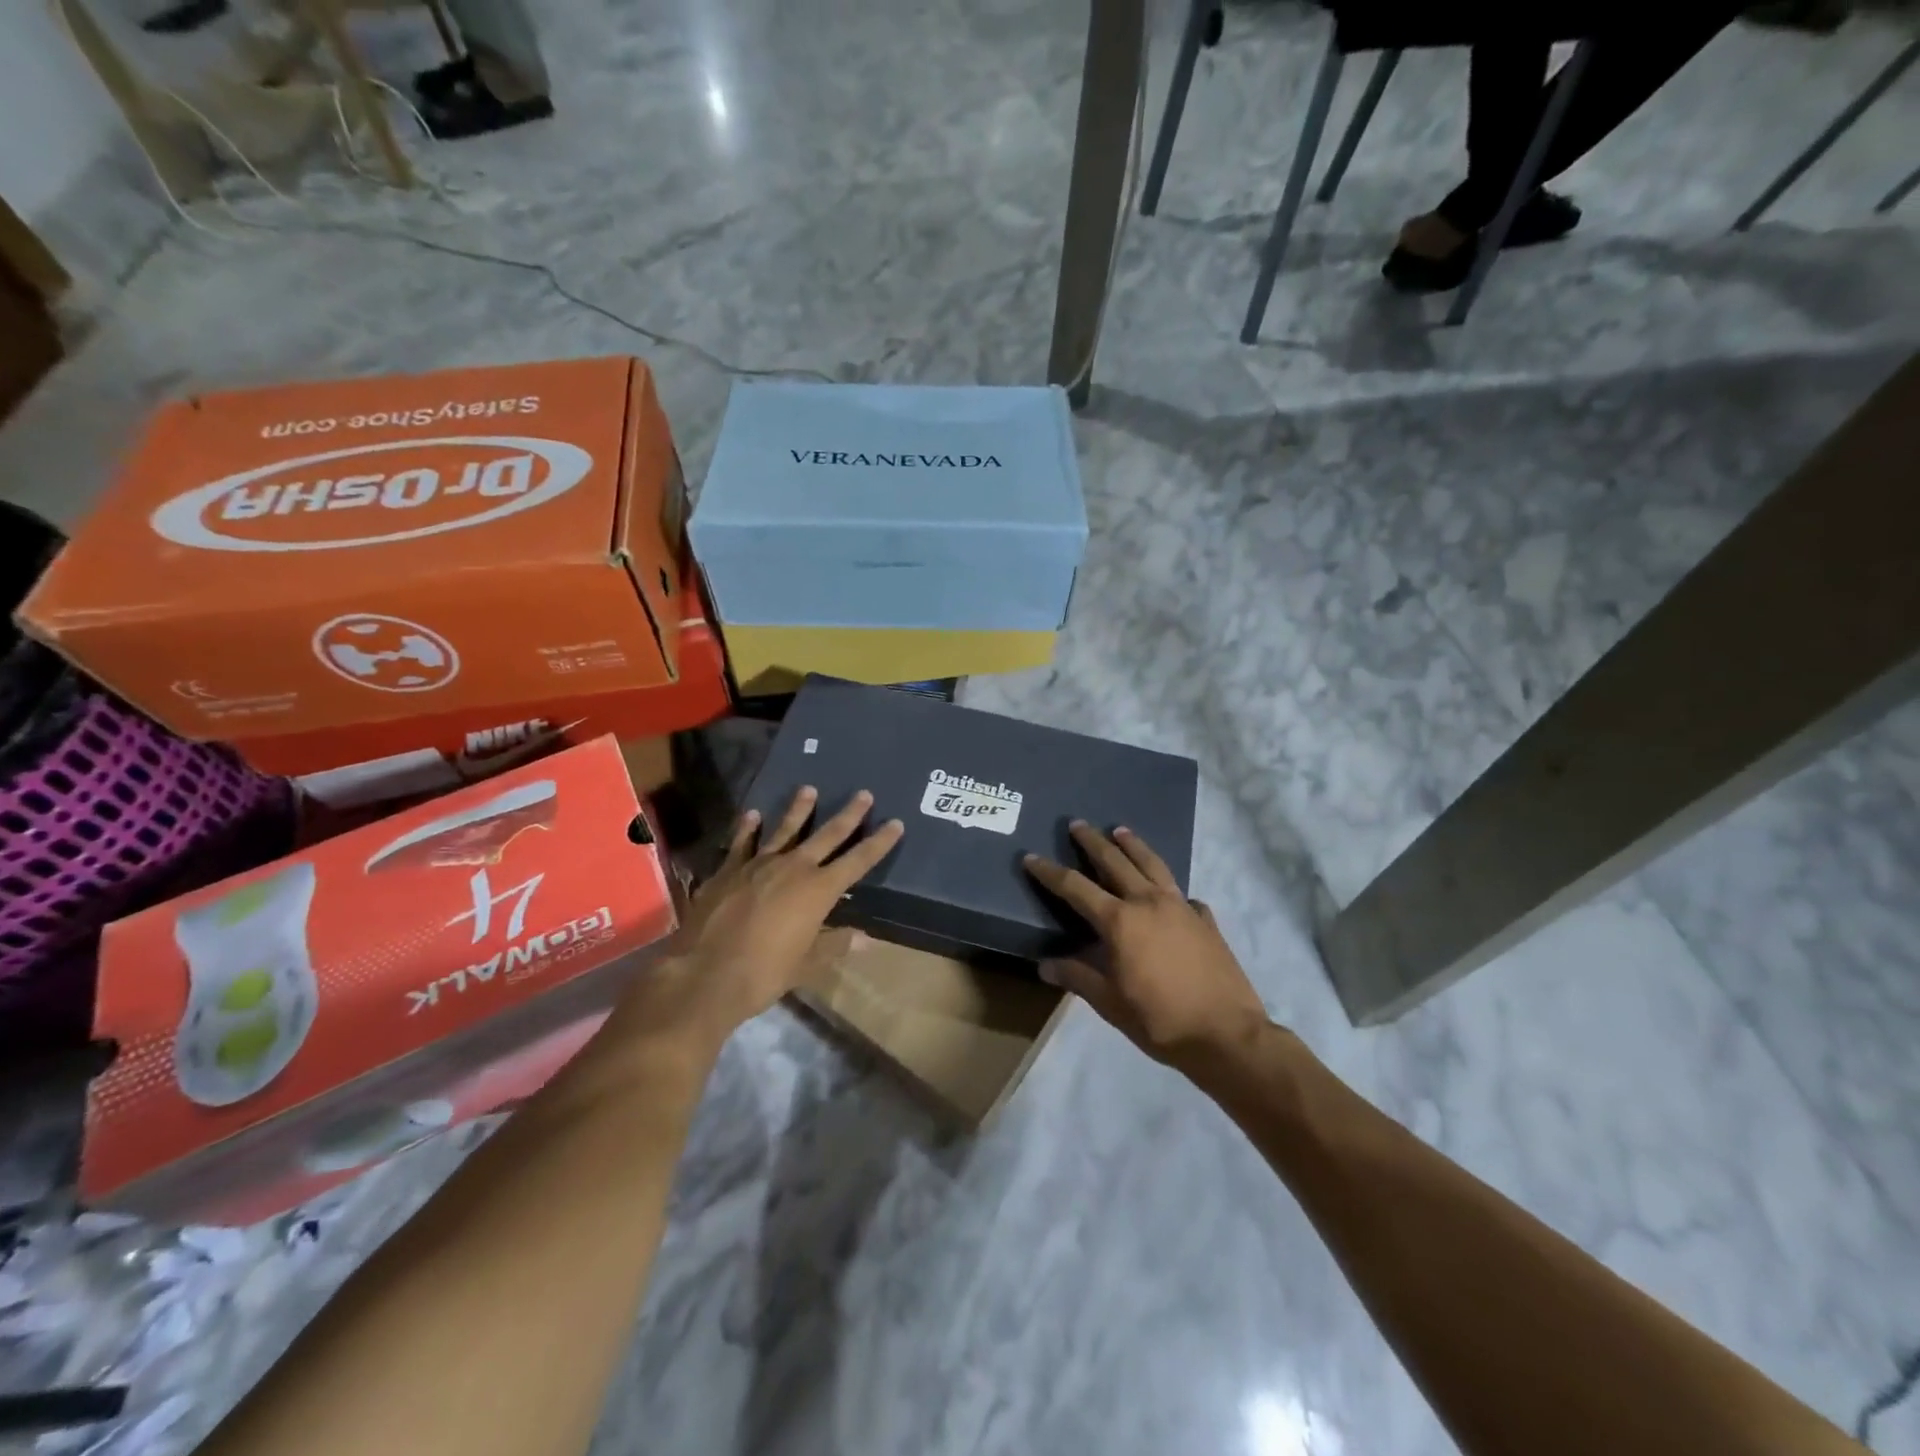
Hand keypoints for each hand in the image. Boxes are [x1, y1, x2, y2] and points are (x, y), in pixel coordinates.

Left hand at [617, 787, 902, 1053]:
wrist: (705, 974)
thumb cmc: (764, 973)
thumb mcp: (807, 964)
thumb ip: (835, 945)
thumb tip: (866, 939)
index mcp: (819, 890)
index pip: (858, 860)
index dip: (879, 842)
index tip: (895, 823)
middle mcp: (793, 868)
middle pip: (827, 835)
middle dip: (848, 815)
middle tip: (864, 793)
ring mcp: (758, 865)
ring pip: (784, 829)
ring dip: (798, 809)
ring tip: (808, 789)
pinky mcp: (728, 870)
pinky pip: (742, 843)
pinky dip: (748, 828)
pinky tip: (753, 815)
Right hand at [1023, 823, 1268, 1074]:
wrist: (1226, 1034)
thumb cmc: (1160, 1020)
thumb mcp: (1110, 1003)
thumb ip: (1078, 977)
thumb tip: (1045, 964)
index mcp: (1119, 921)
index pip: (1075, 887)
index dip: (1050, 872)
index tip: (1031, 857)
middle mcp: (1148, 902)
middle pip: (1115, 862)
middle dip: (1093, 841)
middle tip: (1077, 824)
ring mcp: (1181, 907)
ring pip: (1152, 864)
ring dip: (1133, 845)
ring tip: (1121, 831)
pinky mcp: (1205, 919)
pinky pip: (1182, 893)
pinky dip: (1170, 887)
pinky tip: (1170, 893)